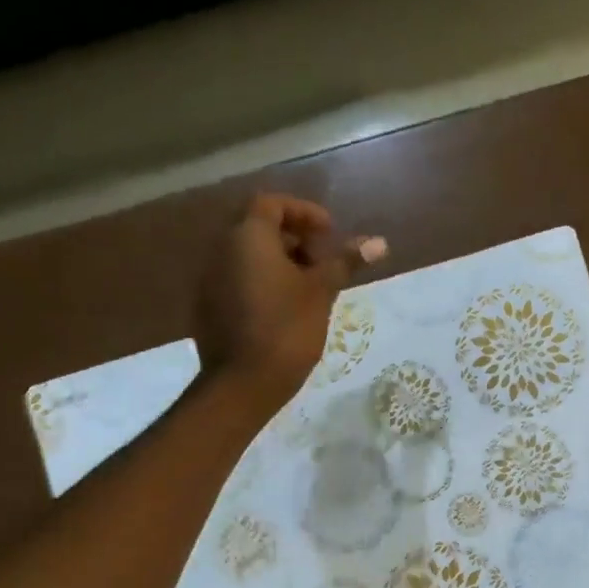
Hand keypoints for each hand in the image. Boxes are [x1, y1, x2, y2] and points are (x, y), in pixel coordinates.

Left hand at [199, 193, 385, 402]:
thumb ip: (345, 262)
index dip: (304, 213)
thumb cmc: (286, 329)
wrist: (242, 384)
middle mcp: (222, 250)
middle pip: (258, 228)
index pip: (272, 203)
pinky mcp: (209, 307)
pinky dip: (263, 282)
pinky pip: (238, 279)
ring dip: (280, 261)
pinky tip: (286, 308)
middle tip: (323, 261)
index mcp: (248, 237)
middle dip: (294, 238)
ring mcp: (210, 279)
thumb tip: (379, 242)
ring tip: (310, 287)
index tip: (330, 233)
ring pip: (248, 256)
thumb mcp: (321, 293)